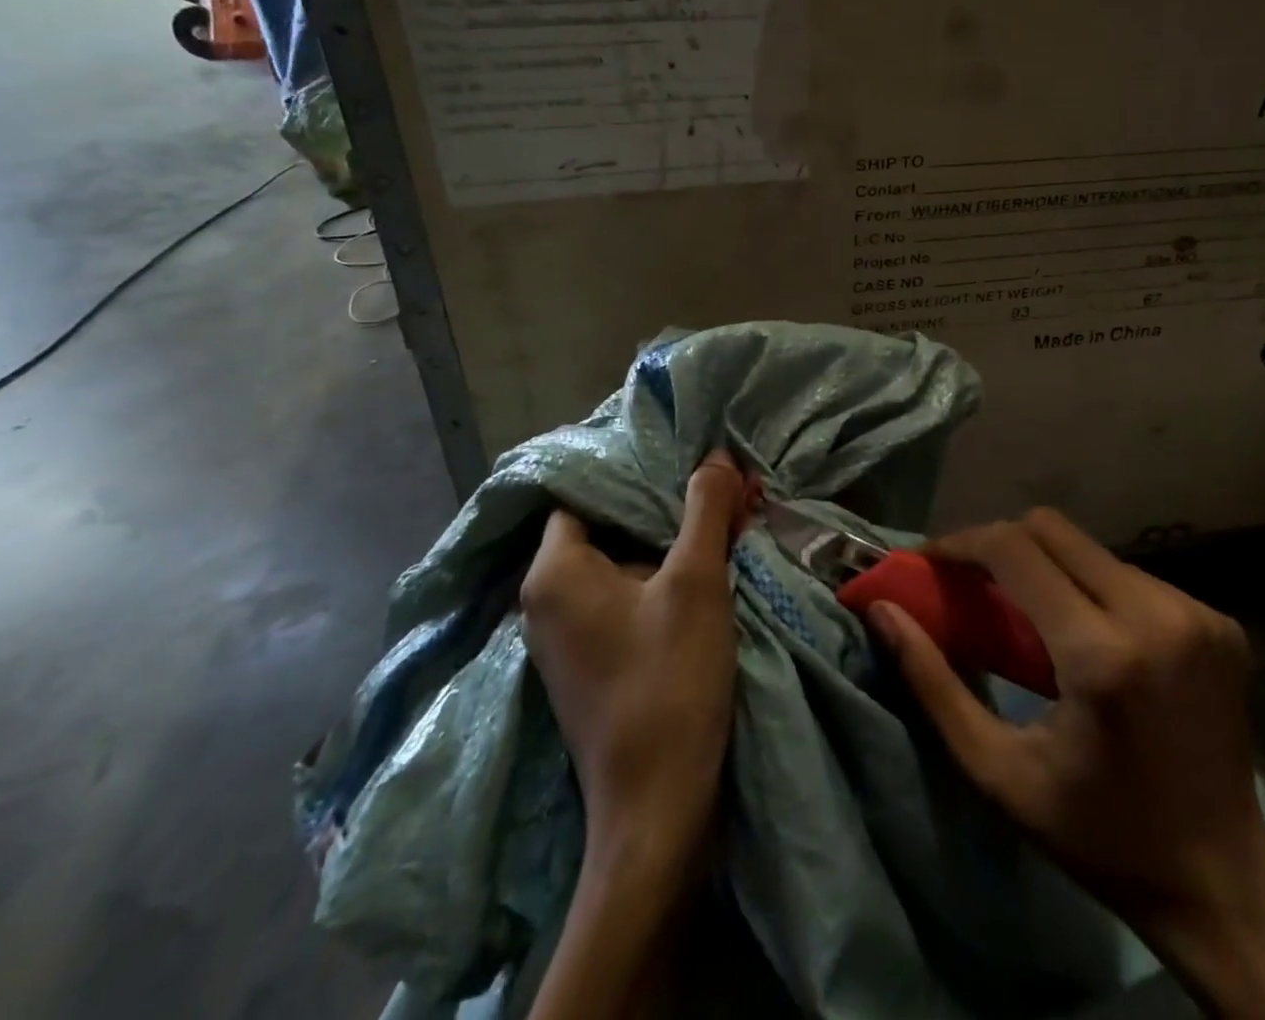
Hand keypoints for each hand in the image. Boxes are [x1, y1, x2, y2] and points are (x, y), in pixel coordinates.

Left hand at [520, 449, 746, 878]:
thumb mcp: (695, 583)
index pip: (585, 493)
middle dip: (663, 510)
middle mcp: (545, 600)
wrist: (657, 809)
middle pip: (606, 528)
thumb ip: (704, 510)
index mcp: (554, 572)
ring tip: (719, 525)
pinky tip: (704, 576)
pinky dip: (659, 582)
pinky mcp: (589, 664)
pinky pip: (622, 600)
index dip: (633, 473)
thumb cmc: (668, 682)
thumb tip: (714, 455)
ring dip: (668, 546)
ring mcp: (565, 637)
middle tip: (715, 490)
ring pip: (619, 565)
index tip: (681, 459)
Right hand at [868, 509, 1264, 1018]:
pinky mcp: (1220, 622)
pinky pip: (1131, 575)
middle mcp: (1156, 614)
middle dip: (1000, 543)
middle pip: (1053, 529)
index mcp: (1102, 654)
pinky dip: (1092, 588)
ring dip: (1047, 566)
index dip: (962, 542)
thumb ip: (932, 683)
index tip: (930, 559)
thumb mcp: (997, 771)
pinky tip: (1085, 633)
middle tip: (971, 581)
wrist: (1225, 884)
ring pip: (1091, 549)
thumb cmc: (1098, 835)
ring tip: (1026, 612)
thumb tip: (883, 611)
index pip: (1014, 549)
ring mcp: (1198, 613)